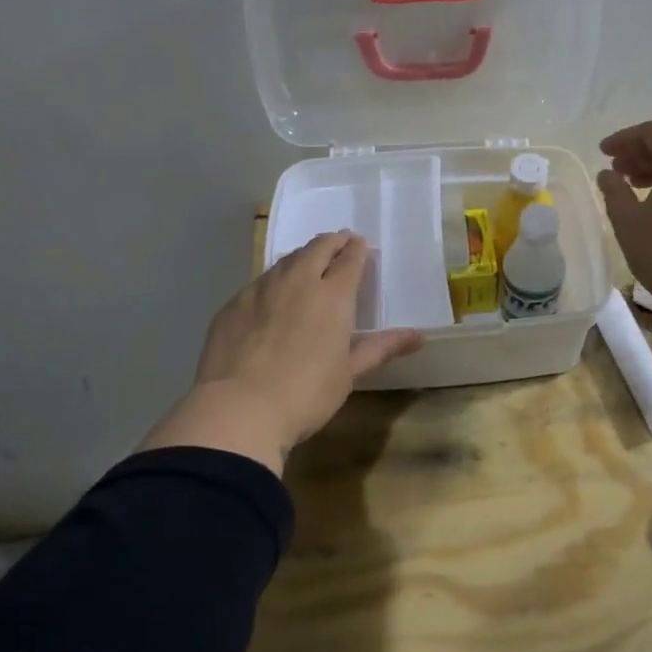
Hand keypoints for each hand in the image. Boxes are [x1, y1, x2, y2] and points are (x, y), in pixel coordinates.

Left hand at [141, 232, 422, 474]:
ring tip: (308, 263)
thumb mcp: (349, 373)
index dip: (357, 250)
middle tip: (339, 243)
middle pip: (317, 248)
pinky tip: (272, 297)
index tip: (360, 246)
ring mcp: (260, 290)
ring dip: (302, 257)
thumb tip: (418, 337)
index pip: (349, 260)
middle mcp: (297, 281)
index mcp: (332, 295)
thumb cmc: (306, 394)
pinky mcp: (232, 305)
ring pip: (285, 261)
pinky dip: (274, 281)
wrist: (238, 409)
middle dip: (332, 242)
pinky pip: (259, 282)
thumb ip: (381, 348)